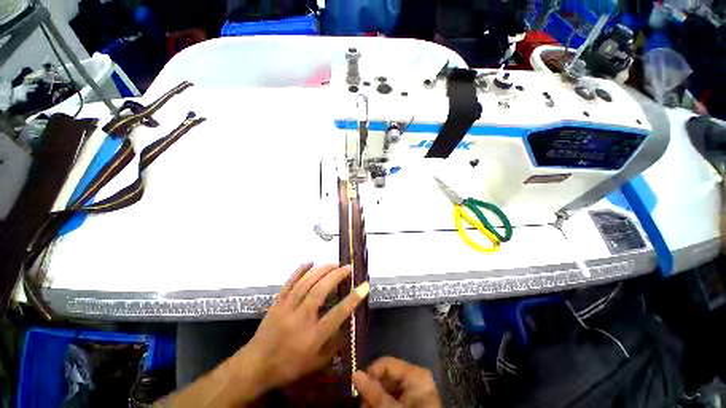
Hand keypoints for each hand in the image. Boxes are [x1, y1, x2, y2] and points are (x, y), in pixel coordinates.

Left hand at [232, 263, 368, 395]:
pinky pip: (290, 282)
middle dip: (336, 276)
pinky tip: (311, 262)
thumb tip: (347, 324)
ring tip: (333, 263)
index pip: (338, 313)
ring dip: (322, 270)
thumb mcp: (316, 363)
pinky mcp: (277, 302)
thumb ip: (334, 344)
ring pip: (306, 283)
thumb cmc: (289, 366)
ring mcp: (287, 308)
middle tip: (347, 268)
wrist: (255, 366)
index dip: (353, 298)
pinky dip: (301, 270)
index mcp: (313, 336)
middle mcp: (301, 318)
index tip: (364, 285)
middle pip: (320, 291)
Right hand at [353, 357, 441, 407]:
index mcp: (414, 373)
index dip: (370, 373)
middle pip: (387, 376)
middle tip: (362, 405)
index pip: (386, 363)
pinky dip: (384, 403)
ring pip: (389, 388)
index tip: (357, 388)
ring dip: (376, 398)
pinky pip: (395, 397)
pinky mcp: (414, 402)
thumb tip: (355, 373)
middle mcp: (416, 377)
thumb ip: (373, 391)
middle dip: (372, 389)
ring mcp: (416, 390)